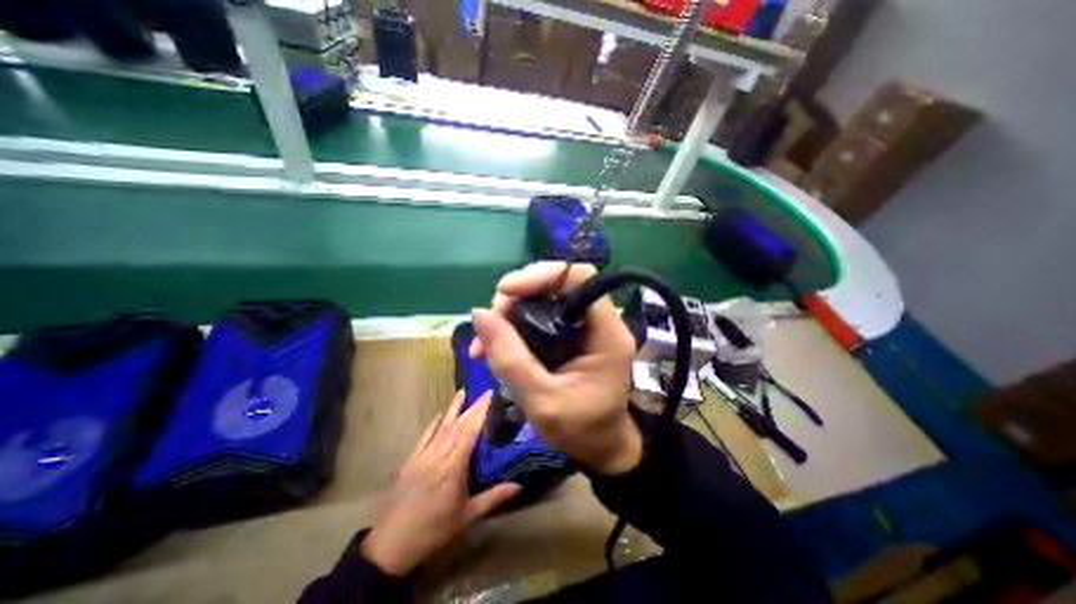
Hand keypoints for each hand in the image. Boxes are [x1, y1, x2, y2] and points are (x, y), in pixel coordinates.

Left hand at [363, 392, 523, 574]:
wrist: (390, 546)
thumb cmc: (433, 531)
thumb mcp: (467, 517)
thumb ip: (493, 498)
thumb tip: (519, 485)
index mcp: (452, 468)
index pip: (469, 432)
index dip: (479, 412)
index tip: (489, 396)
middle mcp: (437, 457)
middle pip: (457, 426)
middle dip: (471, 407)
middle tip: (483, 392)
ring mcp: (422, 457)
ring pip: (441, 427)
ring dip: (452, 409)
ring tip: (461, 392)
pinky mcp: (410, 461)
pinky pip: (424, 437)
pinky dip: (433, 424)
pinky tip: (439, 415)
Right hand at [470, 262, 635, 473]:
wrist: (600, 445)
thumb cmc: (580, 429)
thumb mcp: (541, 401)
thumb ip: (510, 358)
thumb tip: (480, 314)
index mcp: (607, 334)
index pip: (581, 278)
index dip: (542, 275)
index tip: (505, 292)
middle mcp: (600, 321)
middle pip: (558, 285)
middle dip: (518, 297)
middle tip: (490, 322)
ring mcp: (586, 326)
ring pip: (544, 299)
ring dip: (510, 313)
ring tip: (485, 342)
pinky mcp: (573, 334)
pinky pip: (541, 316)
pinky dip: (515, 325)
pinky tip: (496, 345)